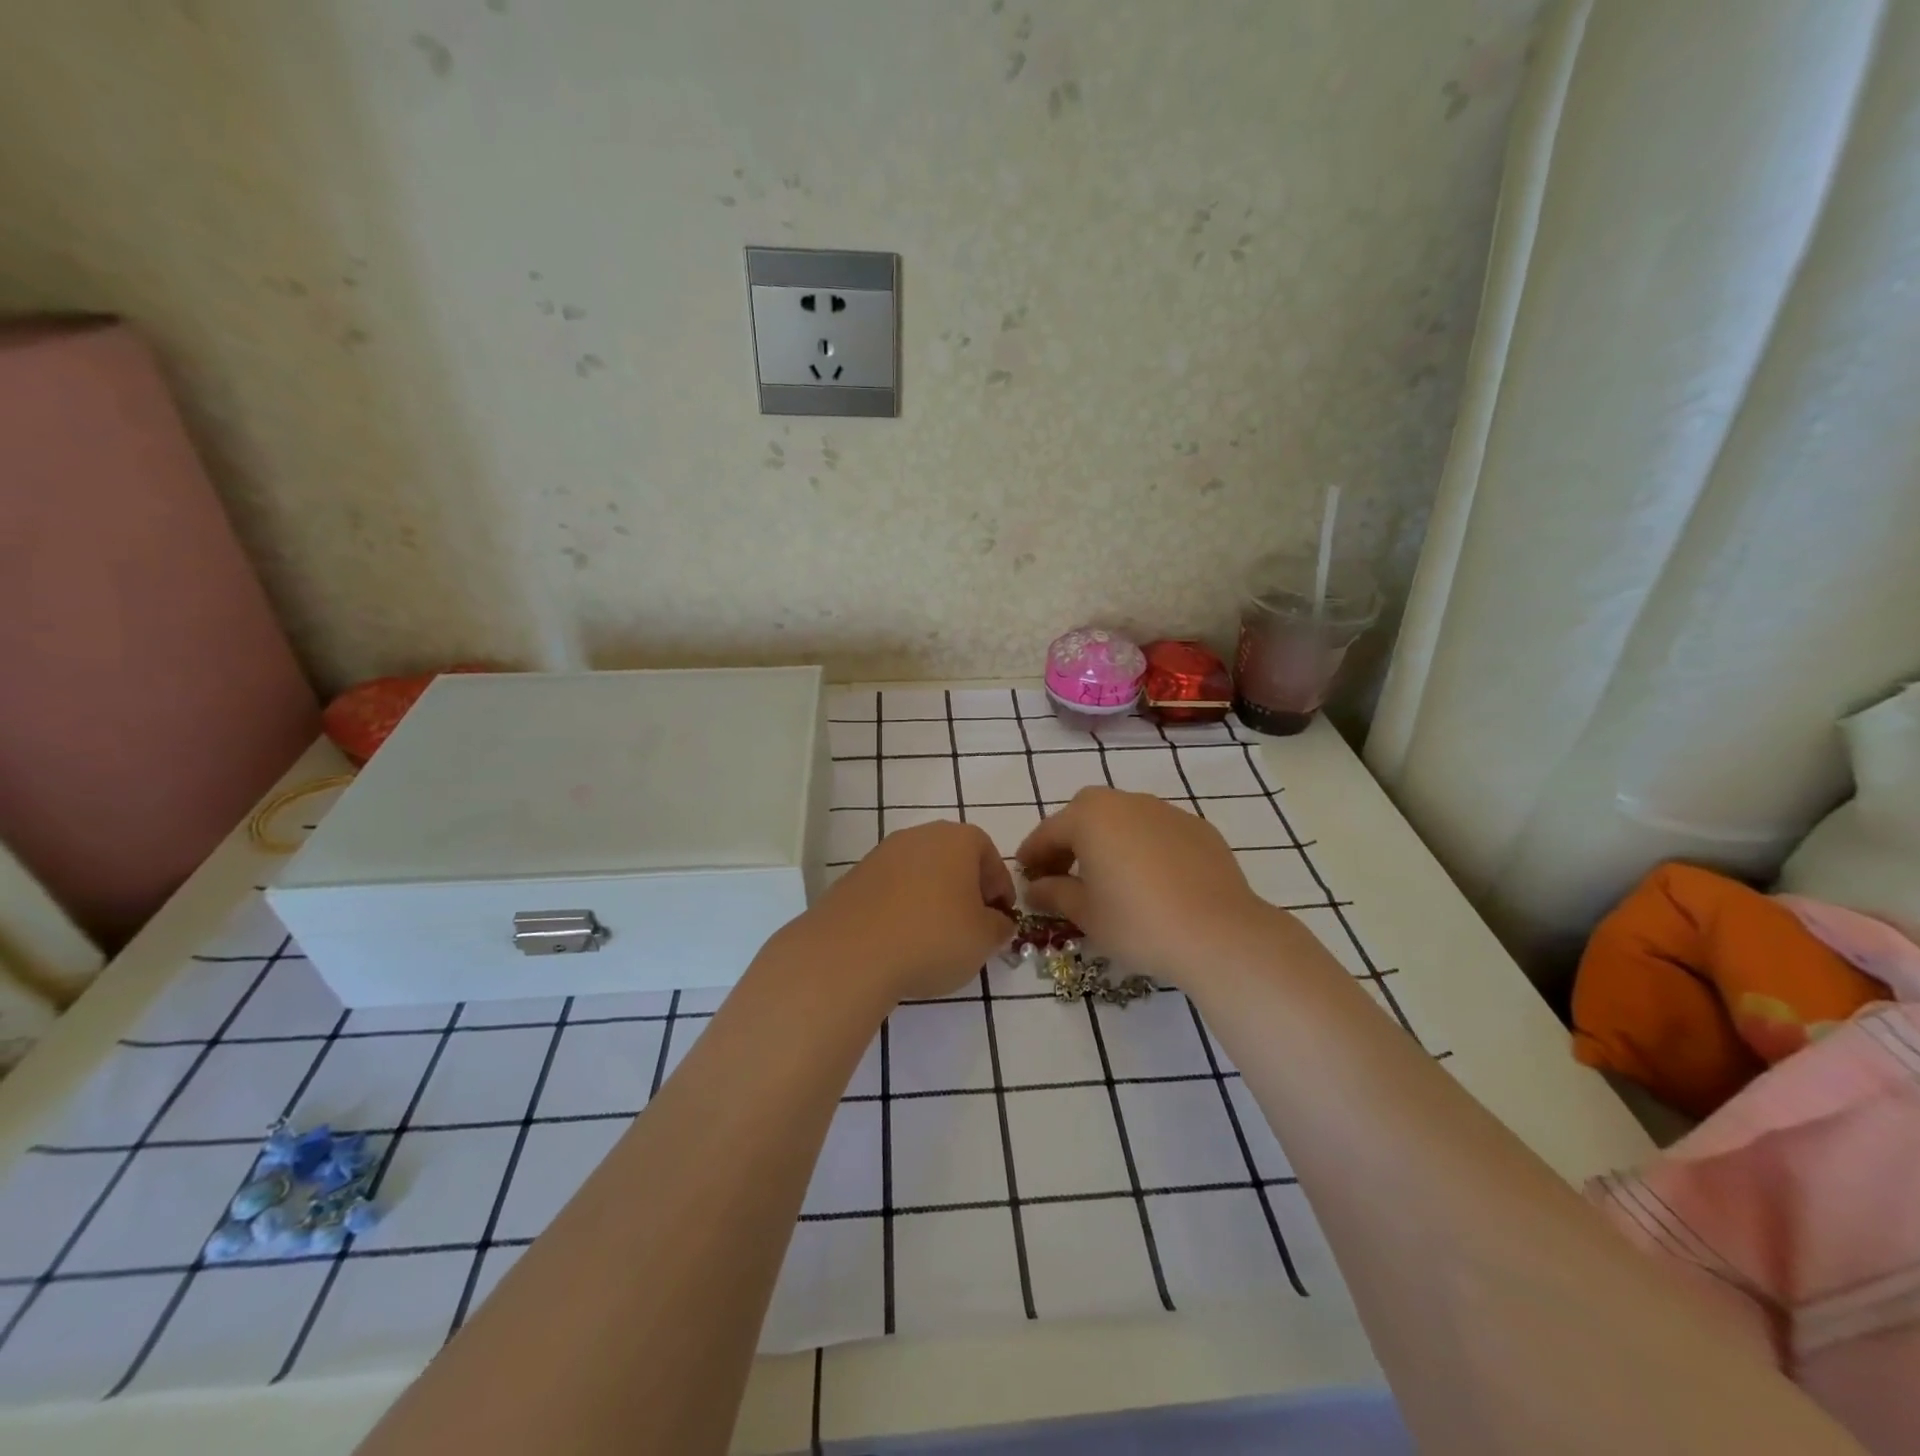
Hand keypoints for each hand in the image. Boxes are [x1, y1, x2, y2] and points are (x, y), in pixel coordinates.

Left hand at [799, 820, 1016, 1004]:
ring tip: (934, 937)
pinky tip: (901, 939)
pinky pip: (891, 889)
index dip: (1000, 888)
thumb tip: (997, 922)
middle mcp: (919, 835)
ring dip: (932, 898)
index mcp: (958, 839)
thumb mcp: (984, 939)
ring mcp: (882, 853)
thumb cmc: (933, 937)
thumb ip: (999, 927)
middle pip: (953, 859)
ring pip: (920, 873)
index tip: (1001, 918)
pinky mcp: (855, 877)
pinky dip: (902, 907)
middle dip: (966, 890)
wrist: (850, 952)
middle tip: (971, 926)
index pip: (990, 856)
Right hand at [1016, 788, 1276, 988]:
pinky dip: (1143, 847)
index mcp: (1090, 817)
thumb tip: (1035, 888)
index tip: (1024, 874)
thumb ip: (1054, 893)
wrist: (1219, 933)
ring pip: (1124, 819)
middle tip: (1062, 872)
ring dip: (1107, 840)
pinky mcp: (1198, 828)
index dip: (1033, 854)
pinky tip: (1149, 880)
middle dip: (1069, 839)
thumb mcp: (1086, 914)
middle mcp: (1126, 802)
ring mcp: (1166, 811)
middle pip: (1086, 814)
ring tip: (1107, 876)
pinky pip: (1156, 831)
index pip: (1049, 831)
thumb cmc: (1138, 922)